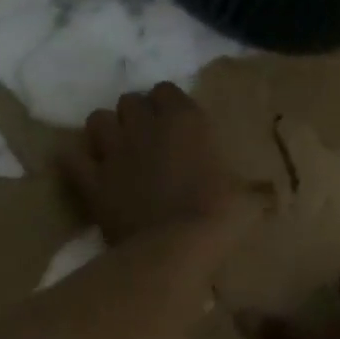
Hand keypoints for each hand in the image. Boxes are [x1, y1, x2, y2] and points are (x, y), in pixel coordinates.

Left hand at [63, 83, 253, 244]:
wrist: (176, 248)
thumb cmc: (219, 218)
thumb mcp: (246, 198)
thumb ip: (250, 187)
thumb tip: (268, 194)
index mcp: (184, 120)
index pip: (166, 90)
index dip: (167, 105)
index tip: (175, 124)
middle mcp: (145, 125)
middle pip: (129, 101)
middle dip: (135, 116)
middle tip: (145, 139)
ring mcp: (113, 150)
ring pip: (97, 119)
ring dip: (105, 131)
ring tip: (114, 149)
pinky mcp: (91, 179)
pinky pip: (71, 156)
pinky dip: (76, 159)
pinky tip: (87, 169)